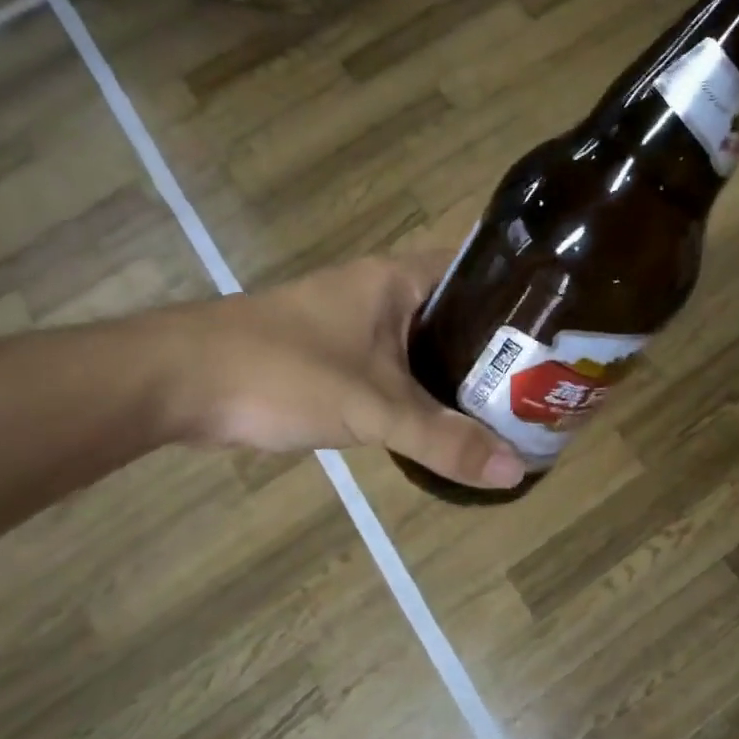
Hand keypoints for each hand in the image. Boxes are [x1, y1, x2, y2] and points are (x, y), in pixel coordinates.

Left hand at [152, 255, 524, 488]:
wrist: (179, 383)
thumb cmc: (282, 372)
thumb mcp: (373, 407)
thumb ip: (443, 439)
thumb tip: (516, 470)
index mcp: (398, 278)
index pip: (479, 268)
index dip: (520, 293)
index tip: (560, 329)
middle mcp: (381, 291)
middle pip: (458, 310)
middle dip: (497, 345)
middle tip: (545, 381)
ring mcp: (355, 323)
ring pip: (426, 342)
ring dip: (459, 370)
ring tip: (512, 403)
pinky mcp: (335, 355)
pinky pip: (397, 365)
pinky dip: (423, 387)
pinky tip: (447, 419)